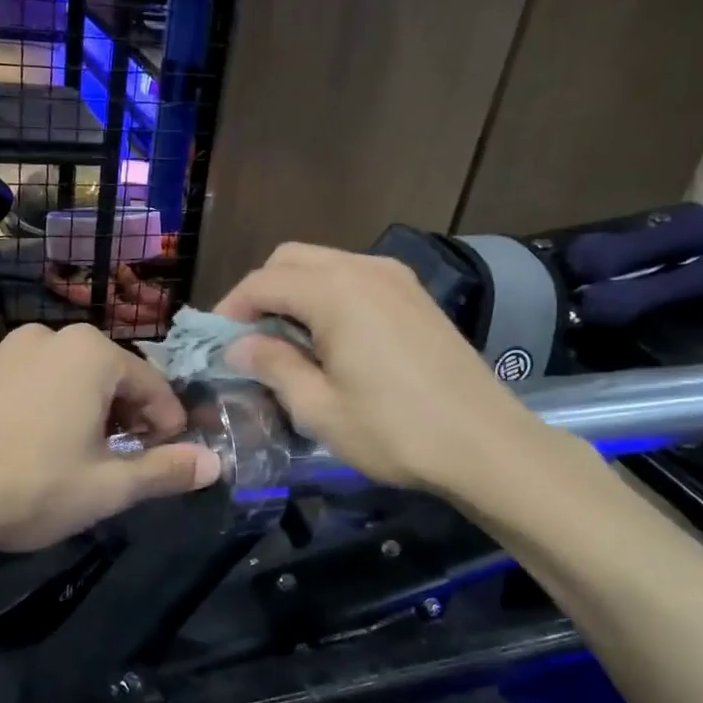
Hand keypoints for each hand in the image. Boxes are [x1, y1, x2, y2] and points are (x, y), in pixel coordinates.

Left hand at [0, 323, 220, 553]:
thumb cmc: (31, 488)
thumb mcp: (109, 488)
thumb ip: (167, 471)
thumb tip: (216, 463)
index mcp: (89, 353)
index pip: (152, 384)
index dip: (168, 423)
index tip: (167, 455)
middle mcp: (45, 337)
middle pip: (106, 374)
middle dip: (123, 413)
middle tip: (120, 458)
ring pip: (59, 376)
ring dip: (78, 408)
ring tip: (69, 454)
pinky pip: (17, 384)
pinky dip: (33, 406)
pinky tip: (19, 446)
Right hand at [217, 243, 541, 492]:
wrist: (486, 444)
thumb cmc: (395, 431)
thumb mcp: (319, 408)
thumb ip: (273, 366)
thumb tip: (239, 346)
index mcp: (336, 292)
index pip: (263, 281)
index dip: (231, 308)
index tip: (217, 343)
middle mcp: (364, 269)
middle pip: (292, 259)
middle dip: (261, 292)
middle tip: (249, 339)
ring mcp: (397, 278)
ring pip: (326, 264)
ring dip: (296, 292)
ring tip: (286, 342)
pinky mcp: (416, 296)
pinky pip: (356, 278)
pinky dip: (329, 297)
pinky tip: (330, 339)